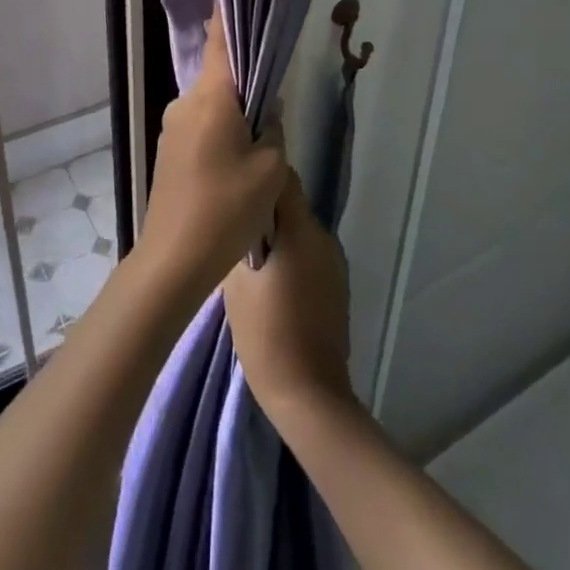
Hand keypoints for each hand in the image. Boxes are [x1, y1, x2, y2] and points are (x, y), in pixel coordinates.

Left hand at [136, 17, 286, 299]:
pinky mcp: (169, 150)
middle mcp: (186, 102)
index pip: (220, 40)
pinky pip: (201, 125)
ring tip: (260, 142)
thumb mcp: (270, 169)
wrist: (173, 260)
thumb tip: (267, 113)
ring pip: (212, 104)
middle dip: (246, 80)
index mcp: (211, 96)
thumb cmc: (226, 208)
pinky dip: (221, 131)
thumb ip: (273, 129)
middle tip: (275, 97)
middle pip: (220, 74)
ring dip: (234, 112)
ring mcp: (172, 127)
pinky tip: (237, 162)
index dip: (230, 15)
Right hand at [223, 170, 353, 421]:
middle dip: (263, 209)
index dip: (257, 176)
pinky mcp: (336, 285)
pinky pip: (309, 254)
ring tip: (248, 254)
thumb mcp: (236, 284)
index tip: (233, 183)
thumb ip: (237, 241)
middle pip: (291, 204)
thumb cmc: (266, 334)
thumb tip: (235, 220)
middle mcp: (323, 237)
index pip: (283, 179)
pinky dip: (291, 257)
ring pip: (299, 231)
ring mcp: (334, 262)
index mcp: (301, 230)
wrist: (309, 394)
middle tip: (232, 223)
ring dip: (277, 235)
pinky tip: (271, 281)